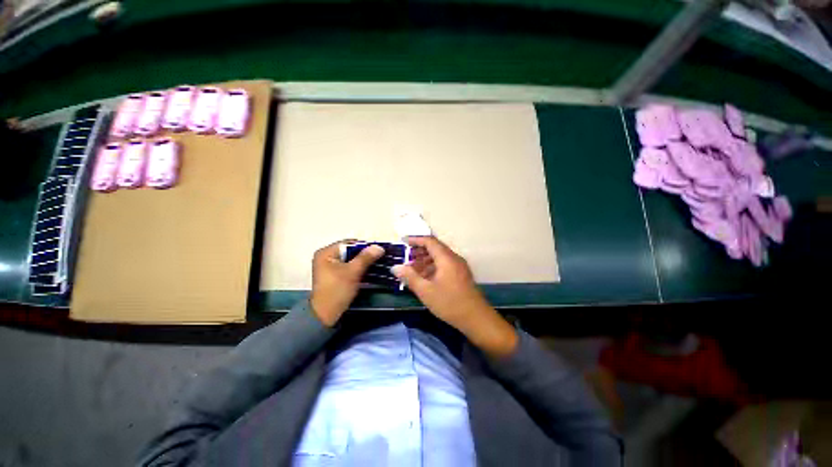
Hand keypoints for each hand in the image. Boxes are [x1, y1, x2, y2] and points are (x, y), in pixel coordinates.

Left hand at [310, 241, 384, 326]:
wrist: (325, 315)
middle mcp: (326, 257)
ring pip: (350, 259)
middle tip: (379, 256)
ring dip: (362, 261)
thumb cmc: (337, 290)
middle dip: (364, 254)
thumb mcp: (353, 272)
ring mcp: (329, 267)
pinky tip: (369, 270)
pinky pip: (348, 267)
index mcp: (326, 253)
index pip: (348, 243)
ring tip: (377, 263)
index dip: (364, 245)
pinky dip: (358, 268)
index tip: (378, 250)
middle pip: (349, 251)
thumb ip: (366, 257)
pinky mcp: (334, 275)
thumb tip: (379, 247)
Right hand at [392, 236, 517, 356]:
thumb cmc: (450, 303)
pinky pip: (445, 264)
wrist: (476, 318)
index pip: (429, 241)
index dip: (415, 239)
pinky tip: (425, 278)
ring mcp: (459, 266)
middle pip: (435, 248)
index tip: (403, 241)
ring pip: (440, 257)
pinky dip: (433, 267)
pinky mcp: (461, 274)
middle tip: (406, 257)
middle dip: (419, 251)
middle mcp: (454, 258)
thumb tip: (395, 267)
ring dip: (426, 260)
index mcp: (446, 258)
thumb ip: (410, 277)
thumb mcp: (426, 291)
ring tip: (413, 269)